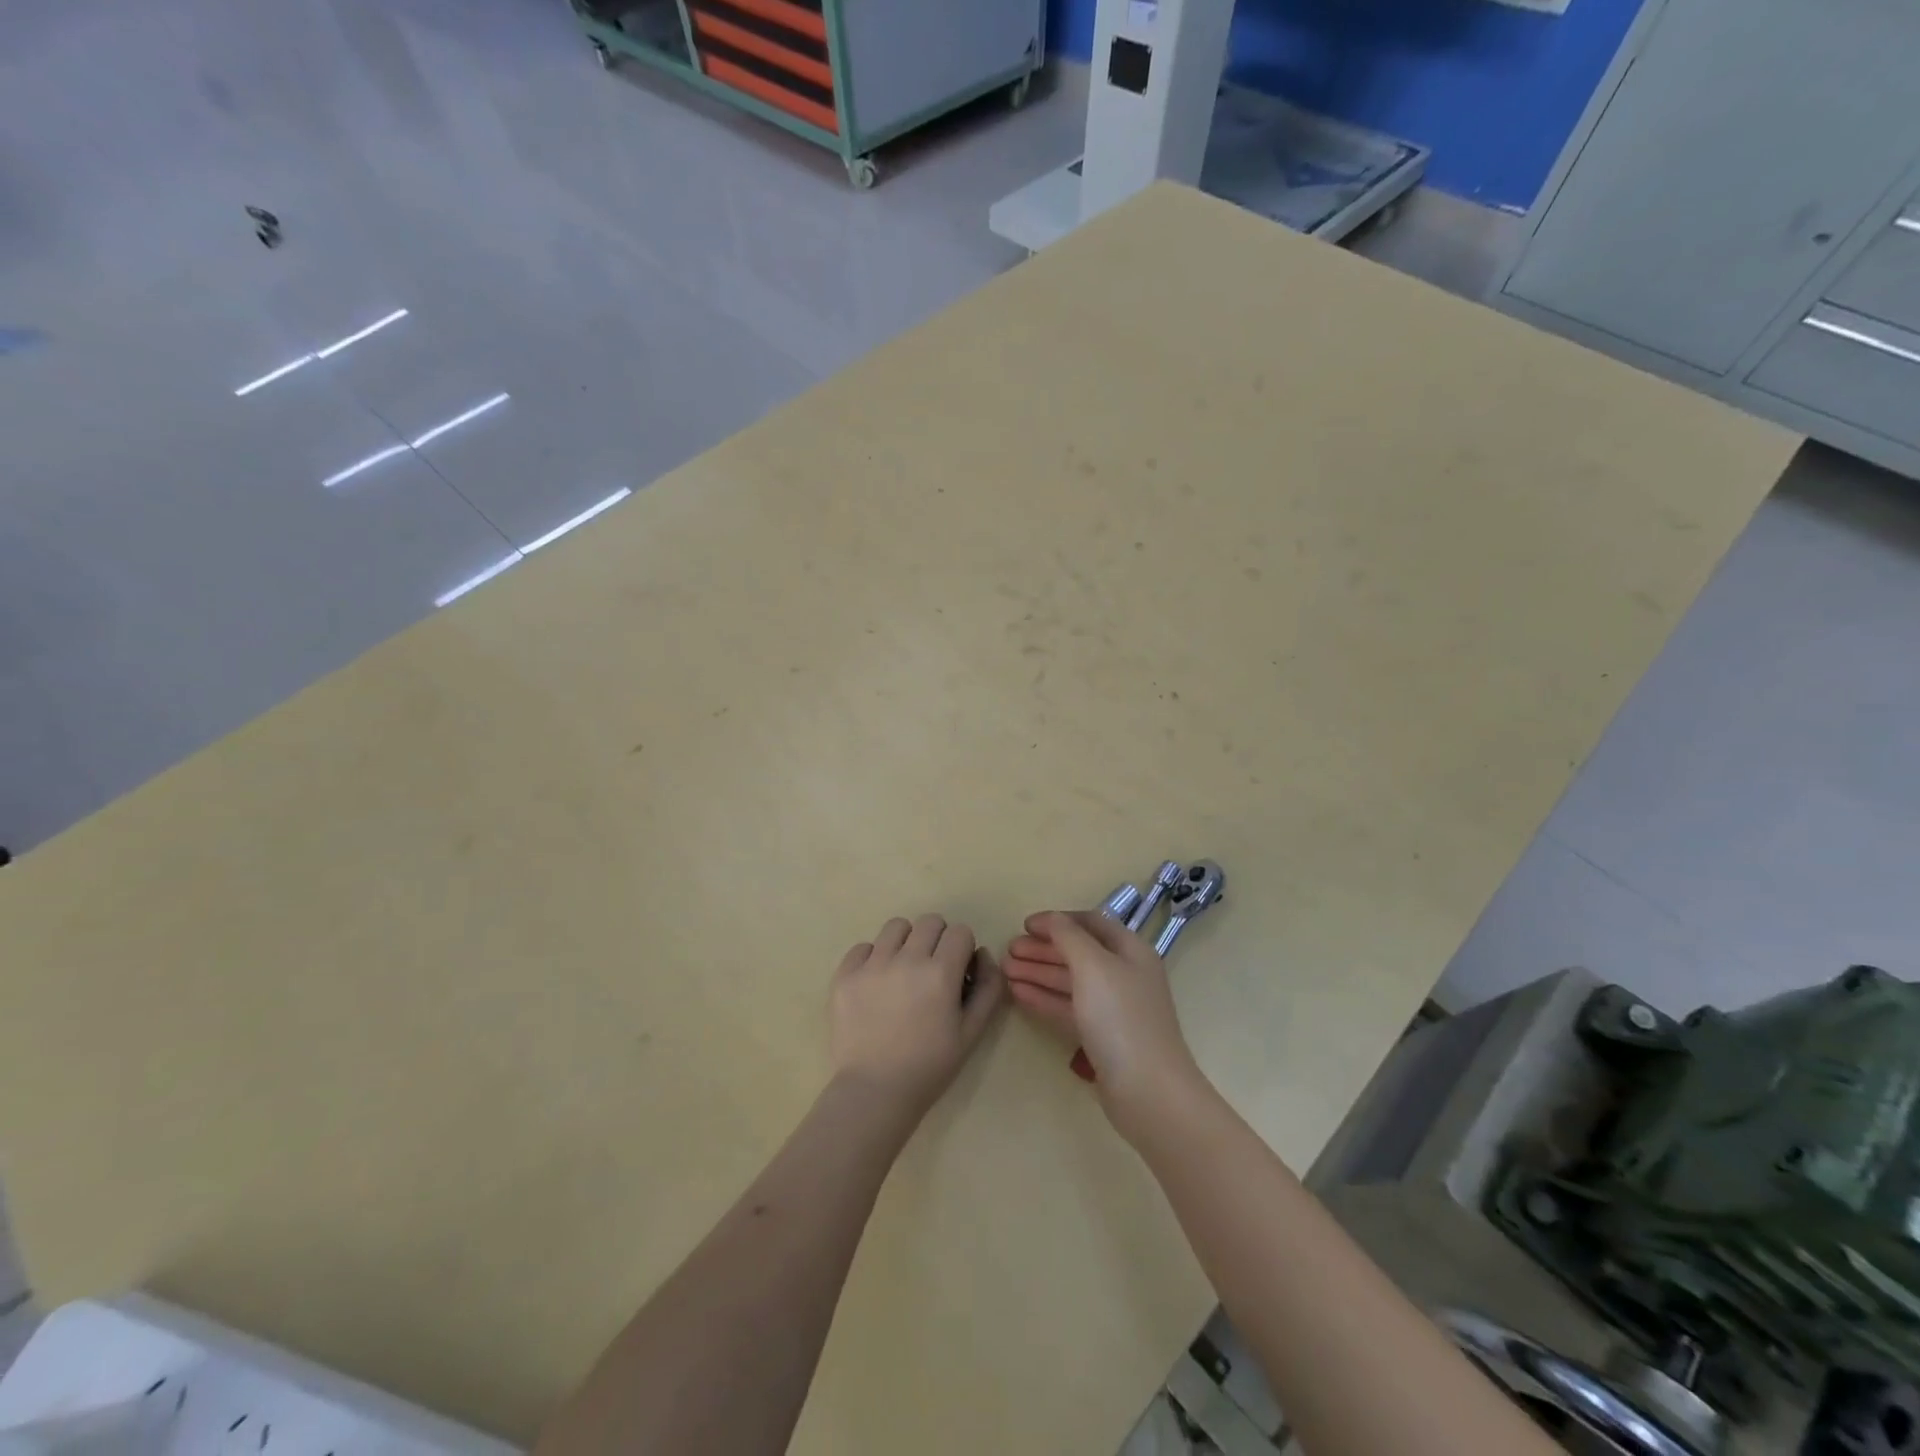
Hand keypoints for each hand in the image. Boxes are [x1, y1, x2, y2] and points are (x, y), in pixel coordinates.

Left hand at [830, 914, 1005, 1117]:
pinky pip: (863, 947)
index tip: (957, 971)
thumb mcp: (972, 1032)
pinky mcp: (844, 975)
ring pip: (896, 927)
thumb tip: (982, 954)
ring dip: (906, 941)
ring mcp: (871, 965)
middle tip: (932, 969)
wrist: (874, 1092)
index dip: (963, 949)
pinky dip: (873, 958)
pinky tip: (876, 984)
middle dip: (937, 940)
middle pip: (929, 922)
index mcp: (940, 973)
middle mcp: (906, 959)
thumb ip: (988, 988)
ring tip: (902, 970)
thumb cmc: (930, 1066)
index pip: (960, 931)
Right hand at [1003, 911, 1203, 1139]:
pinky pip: (1069, 1007)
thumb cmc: (1120, 1018)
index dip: (1057, 921)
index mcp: (1130, 951)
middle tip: (1008, 950)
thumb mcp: (1092, 966)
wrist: (1148, 1091)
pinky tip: (1018, 994)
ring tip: (1005, 970)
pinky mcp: (1102, 1037)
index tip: (1025, 925)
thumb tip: (1051, 919)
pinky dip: (1044, 997)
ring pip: (1070, 981)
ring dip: (1038, 972)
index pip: (1090, 923)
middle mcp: (1124, 975)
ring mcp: (1114, 1008)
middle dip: (1043, 949)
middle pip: (1078, 952)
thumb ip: (1068, 936)